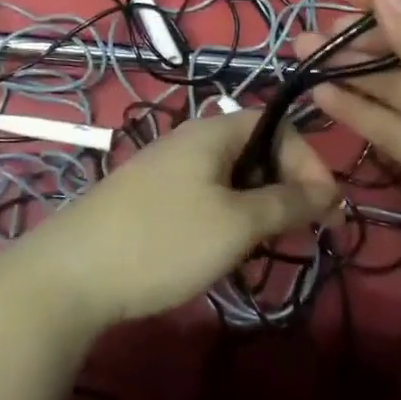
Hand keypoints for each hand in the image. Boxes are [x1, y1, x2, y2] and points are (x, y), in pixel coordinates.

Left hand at [10, 111, 339, 328]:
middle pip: (257, 150)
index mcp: (213, 131)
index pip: (279, 126)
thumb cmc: (164, 240)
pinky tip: (221, 253)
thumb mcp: (236, 223)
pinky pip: (207, 196)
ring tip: (259, 249)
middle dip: (285, 189)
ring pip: (233, 178)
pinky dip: (227, 219)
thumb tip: (328, 191)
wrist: (72, 274)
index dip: (309, 162)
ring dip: (257, 209)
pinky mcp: (152, 198)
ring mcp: (169, 169)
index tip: (325, 210)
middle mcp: (192, 140)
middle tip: (296, 235)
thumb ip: (286, 203)